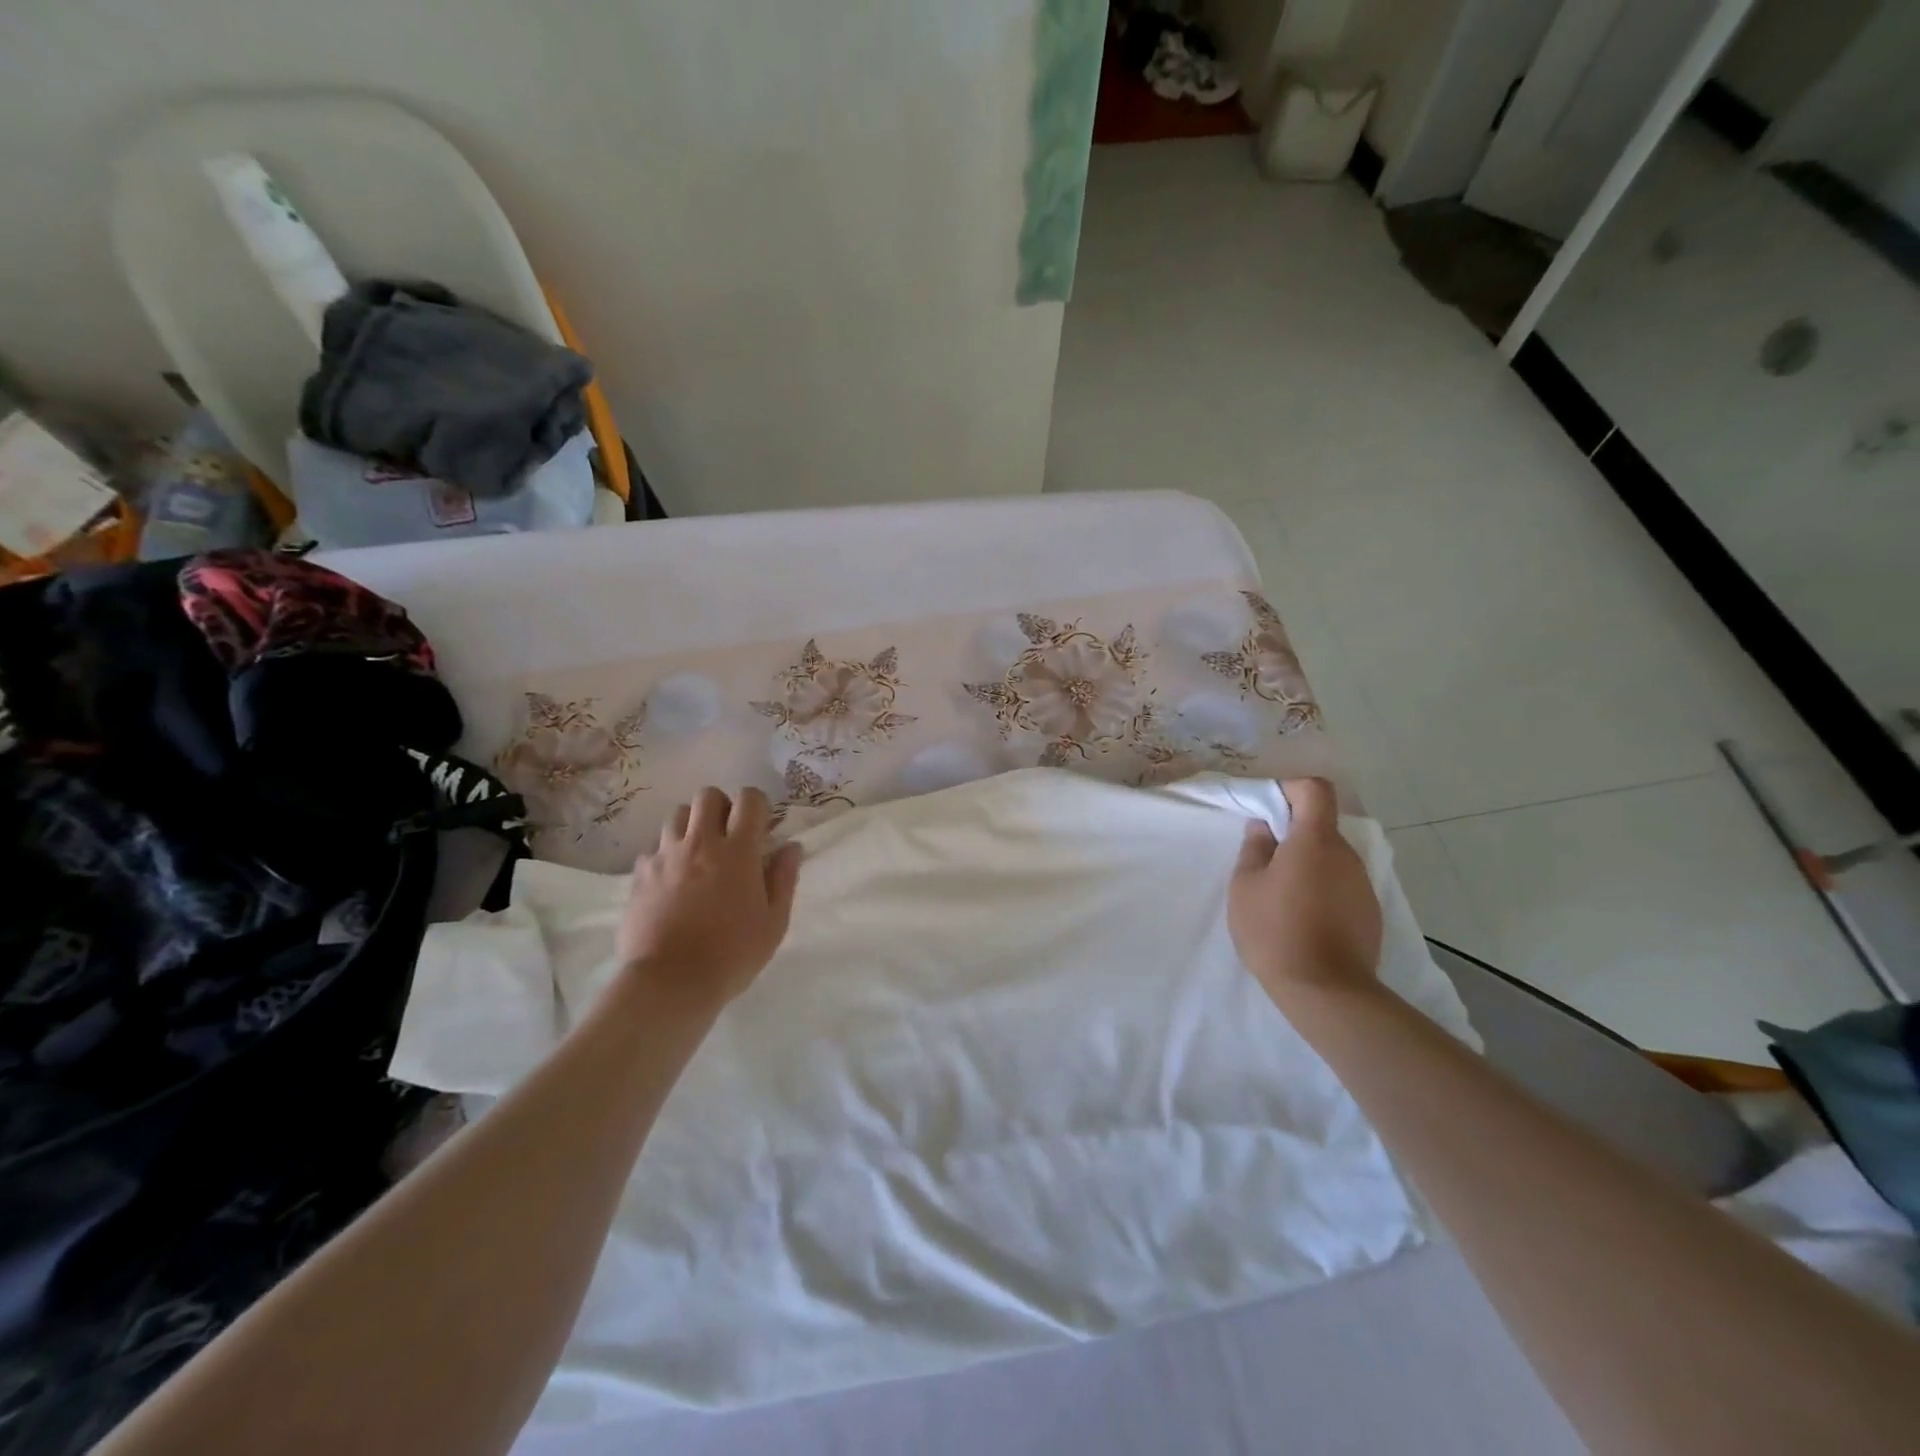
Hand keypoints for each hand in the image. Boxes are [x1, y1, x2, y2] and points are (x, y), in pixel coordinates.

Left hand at [616, 786, 802, 1013]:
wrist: (669, 982)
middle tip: (728, 836)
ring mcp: (665, 856)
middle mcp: (700, 843)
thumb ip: (784, 879)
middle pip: (707, 796)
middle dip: (722, 807)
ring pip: (676, 815)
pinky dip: (666, 856)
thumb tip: (791, 847)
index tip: (762, 828)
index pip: (749, 800)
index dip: (758, 805)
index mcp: (738, 851)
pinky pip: (653, 849)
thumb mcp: (774, 922)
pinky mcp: (639, 875)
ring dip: (691, 826)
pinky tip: (672, 881)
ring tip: (698, 854)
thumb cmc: (732, 954)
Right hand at [1228, 778, 1382, 1007]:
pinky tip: (1303, 917)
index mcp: (1315, 840)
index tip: (1269, 809)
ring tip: (1280, 894)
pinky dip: (1322, 888)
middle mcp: (1346, 855)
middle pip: (1322, 825)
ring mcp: (1362, 884)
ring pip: (1331, 857)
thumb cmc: (1275, 930)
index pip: (1315, 790)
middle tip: (1264, 858)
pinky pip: (1341, 884)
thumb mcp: (1245, 886)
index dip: (1291, 789)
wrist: (1325, 990)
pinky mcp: (1369, 911)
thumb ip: (1254, 849)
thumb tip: (1264, 828)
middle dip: (1293, 832)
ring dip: (1307, 863)